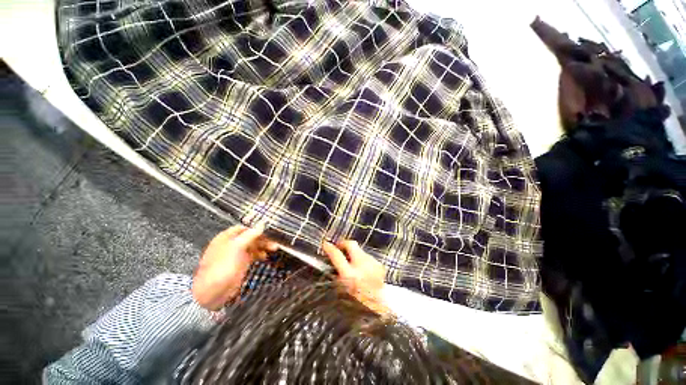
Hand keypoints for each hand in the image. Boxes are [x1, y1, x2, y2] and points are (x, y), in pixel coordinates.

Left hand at [192, 225, 277, 310]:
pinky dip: (259, 254)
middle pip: (250, 237)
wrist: (213, 293)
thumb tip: (261, 224)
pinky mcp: (240, 264)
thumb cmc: (222, 267)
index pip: (244, 228)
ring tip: (274, 248)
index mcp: (226, 237)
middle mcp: (231, 244)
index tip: (268, 230)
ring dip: (263, 246)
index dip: (256, 228)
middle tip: (274, 240)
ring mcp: (236, 254)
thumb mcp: (236, 248)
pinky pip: (252, 255)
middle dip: (262, 238)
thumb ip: (249, 235)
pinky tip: (265, 256)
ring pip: (253, 246)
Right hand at [322, 240, 385, 310]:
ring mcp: (372, 263)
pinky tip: (363, 269)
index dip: (329, 248)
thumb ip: (337, 273)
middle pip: (351, 244)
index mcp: (350, 274)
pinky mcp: (379, 264)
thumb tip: (333, 261)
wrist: (379, 307)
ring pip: (360, 250)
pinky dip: (363, 260)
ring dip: (354, 253)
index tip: (325, 244)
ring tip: (351, 262)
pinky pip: (368, 257)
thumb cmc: (358, 301)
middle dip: (343, 243)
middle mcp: (362, 266)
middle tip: (339, 247)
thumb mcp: (342, 289)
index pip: (337, 255)